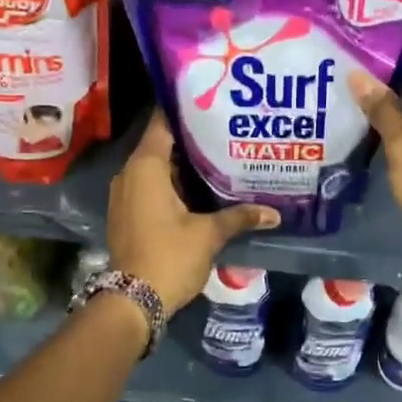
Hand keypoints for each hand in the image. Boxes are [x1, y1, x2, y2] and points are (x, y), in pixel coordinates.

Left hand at [106, 112, 278, 311]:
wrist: (133, 301)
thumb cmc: (169, 256)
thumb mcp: (209, 234)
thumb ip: (240, 216)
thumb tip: (275, 213)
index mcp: (145, 167)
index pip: (163, 123)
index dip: (186, 110)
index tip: (211, 101)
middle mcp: (130, 174)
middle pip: (162, 144)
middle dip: (192, 139)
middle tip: (226, 129)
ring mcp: (126, 195)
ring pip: (157, 168)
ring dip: (184, 164)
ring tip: (220, 155)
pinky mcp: (129, 213)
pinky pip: (152, 186)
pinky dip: (174, 183)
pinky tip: (202, 188)